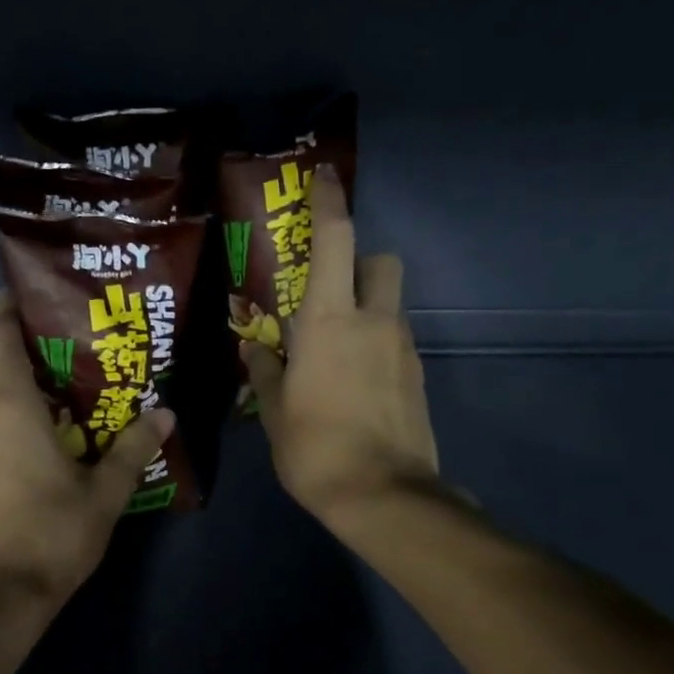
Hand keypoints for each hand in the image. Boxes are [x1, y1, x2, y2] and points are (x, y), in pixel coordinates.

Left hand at [0, 291, 172, 609]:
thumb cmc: (52, 536)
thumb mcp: (104, 493)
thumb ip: (132, 449)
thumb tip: (166, 414)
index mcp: (7, 407)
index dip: (8, 313)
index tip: (24, 300)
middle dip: (12, 368)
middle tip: (52, 378)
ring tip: (32, 421)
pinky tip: (13, 461)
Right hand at [242, 164, 440, 529]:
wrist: (384, 495)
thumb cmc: (315, 449)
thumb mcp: (275, 412)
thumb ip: (264, 372)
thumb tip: (255, 350)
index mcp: (329, 321)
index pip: (335, 241)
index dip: (330, 203)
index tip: (325, 177)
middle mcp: (373, 321)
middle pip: (380, 261)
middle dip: (360, 262)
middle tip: (331, 293)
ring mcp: (403, 348)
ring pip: (391, 304)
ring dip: (368, 310)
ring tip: (337, 352)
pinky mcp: (418, 376)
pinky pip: (396, 342)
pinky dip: (378, 346)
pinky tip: (356, 384)